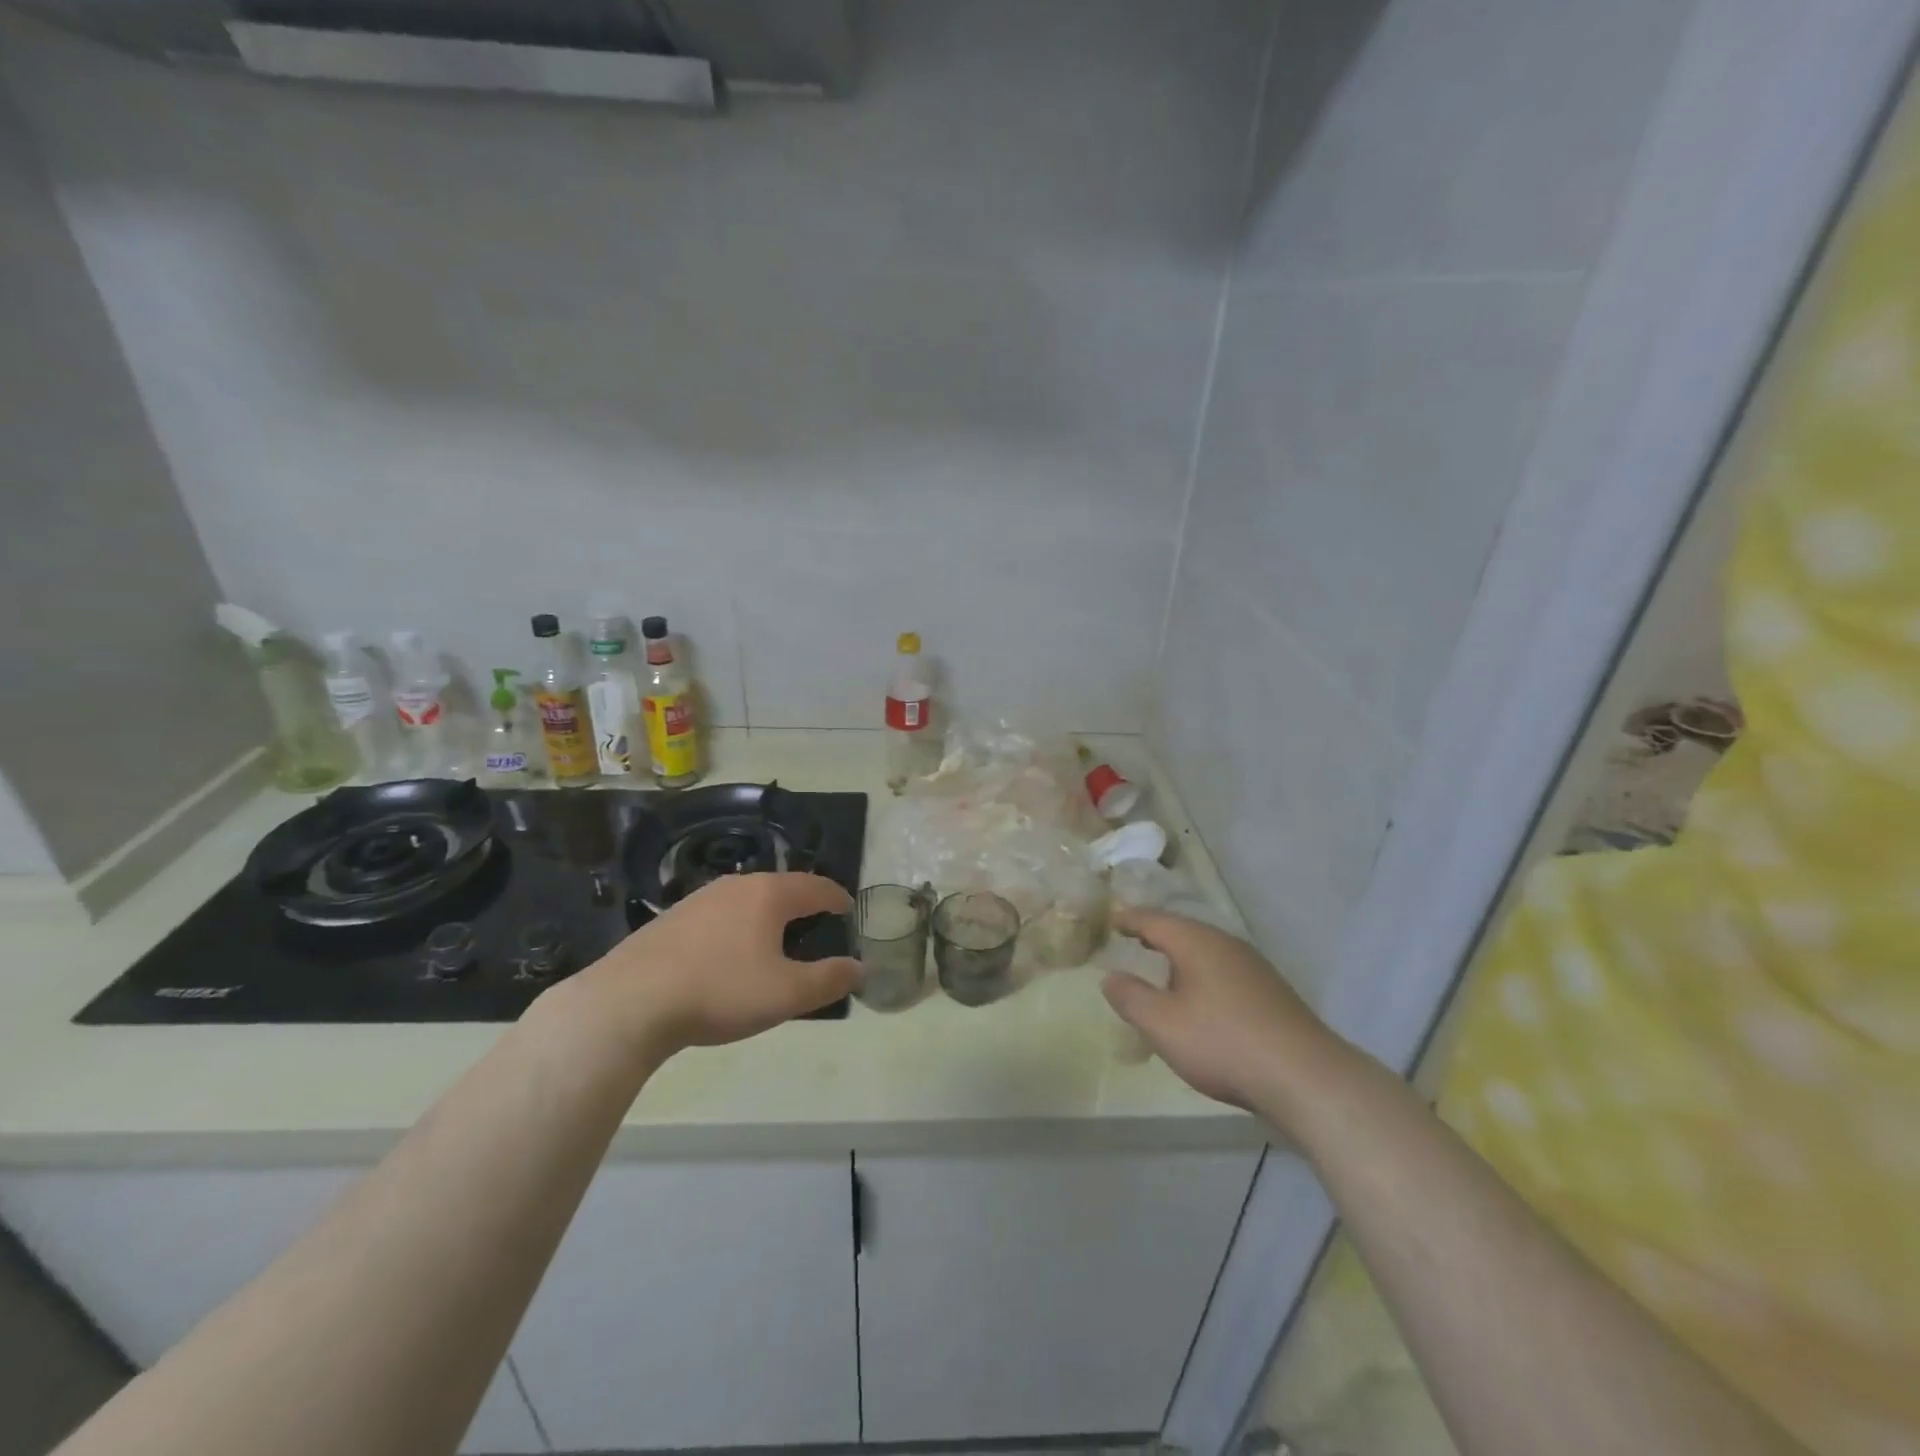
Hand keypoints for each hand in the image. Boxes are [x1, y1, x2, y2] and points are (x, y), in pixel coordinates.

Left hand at [559, 873, 860, 1057]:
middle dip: (803, 904)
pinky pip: (720, 914)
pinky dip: (737, 926)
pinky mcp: (672, 918)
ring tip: (775, 940)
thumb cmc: (720, 991)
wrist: (630, 1002)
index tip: (848, 908)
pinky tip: (728, 954)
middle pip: (782, 888)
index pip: (816, 886)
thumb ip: (828, 980)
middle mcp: (737, 885)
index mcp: (769, 895)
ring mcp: (700, 899)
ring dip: (768, 915)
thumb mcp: (786, 994)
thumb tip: (859, 968)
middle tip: (816, 926)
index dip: (837, 898)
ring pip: (748, 899)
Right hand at [1101, 908, 1352, 1125]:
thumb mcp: (1162, 1024)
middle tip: (1130, 939)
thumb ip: (1130, 997)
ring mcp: (1253, 967)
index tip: (1109, 919)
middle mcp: (1226, 944)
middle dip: (1155, 935)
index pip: (1153, 920)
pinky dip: (1201, 976)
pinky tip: (1200, 1001)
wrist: (1305, 1077)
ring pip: (1205, 952)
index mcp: (1196, 942)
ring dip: (1179, 958)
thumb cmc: (1222, 1042)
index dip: (1128, 919)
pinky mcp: (1270, 992)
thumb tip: (1110, 976)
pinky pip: (1223, 971)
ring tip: (1160, 971)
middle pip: (1182, 931)